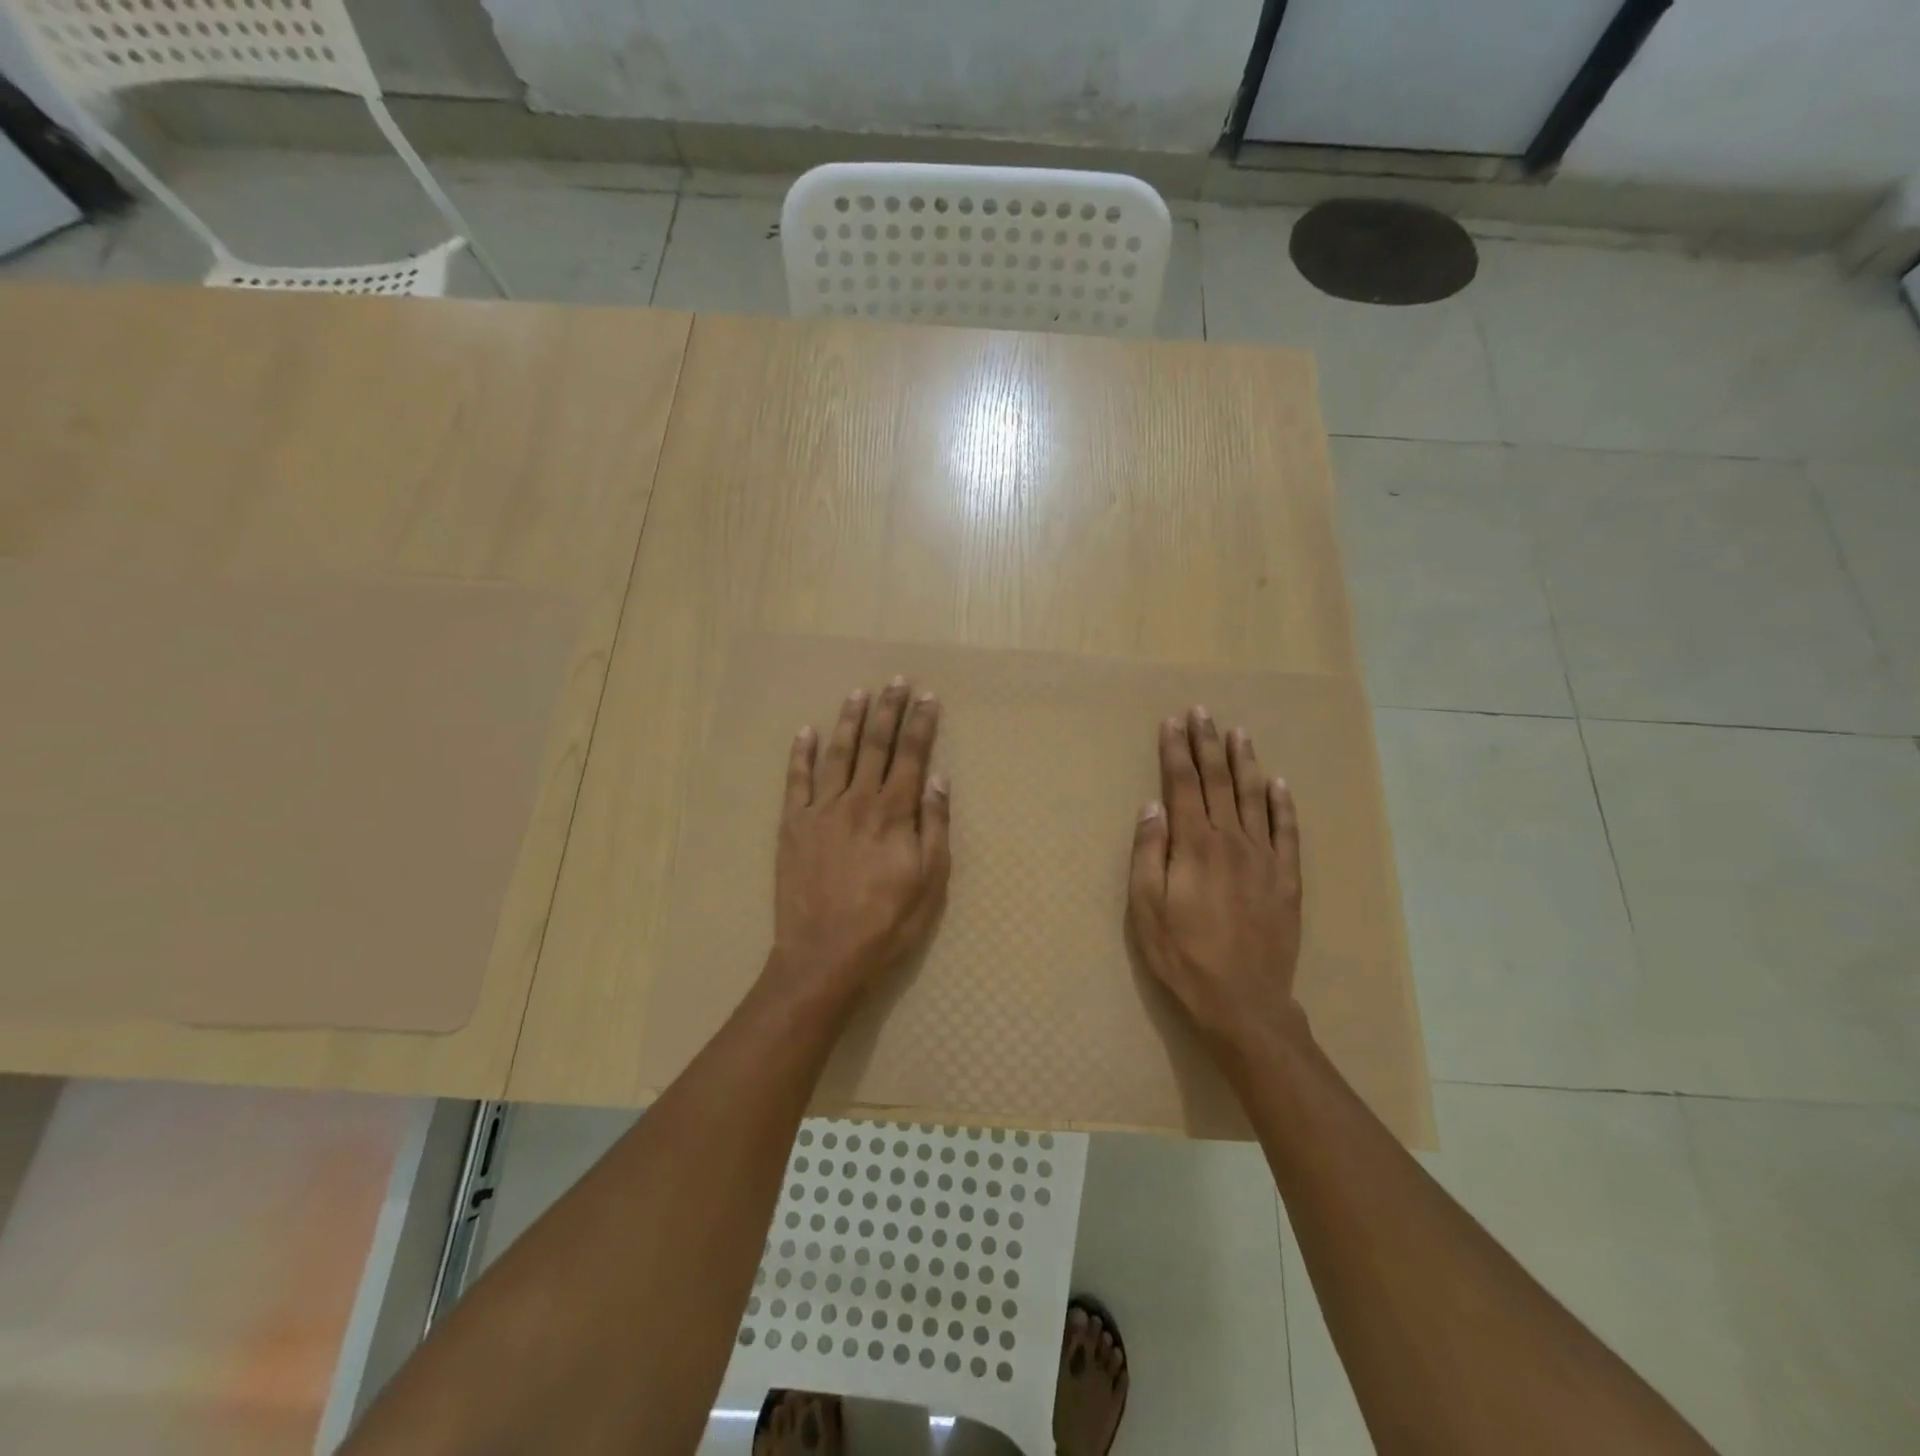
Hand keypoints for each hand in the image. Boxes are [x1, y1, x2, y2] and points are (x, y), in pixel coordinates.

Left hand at [769, 677, 950, 1005]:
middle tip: (897, 681)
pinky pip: (795, 781)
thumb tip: (937, 779)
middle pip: (876, 746)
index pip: (912, 756)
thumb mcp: (930, 881)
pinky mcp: (792, 825)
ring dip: (849, 721)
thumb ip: (934, 826)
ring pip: (837, 754)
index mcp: (893, 813)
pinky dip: (800, 754)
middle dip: (888, 710)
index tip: (928, 697)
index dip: (921, 724)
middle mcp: (857, 800)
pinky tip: (805, 731)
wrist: (824, 955)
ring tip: (858, 693)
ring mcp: (820, 810)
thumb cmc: (887, 923)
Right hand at [1127, 707, 1306, 1065]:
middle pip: (1218, 781)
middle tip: (1202, 713)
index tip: (1172, 723)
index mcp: (1194, 845)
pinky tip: (1279, 783)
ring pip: (1254, 797)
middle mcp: (1231, 840)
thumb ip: (1149, 853)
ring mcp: (1264, 857)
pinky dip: (1283, 804)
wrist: (1243, 1001)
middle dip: (1207, 744)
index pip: (1182, 785)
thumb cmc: (1183, 955)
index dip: (1176, 751)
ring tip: (1238, 733)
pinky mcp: (1286, 878)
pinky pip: (1286, 831)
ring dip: (1244, 762)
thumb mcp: (1145, 908)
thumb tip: (1152, 807)